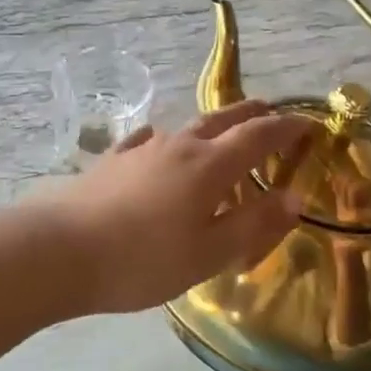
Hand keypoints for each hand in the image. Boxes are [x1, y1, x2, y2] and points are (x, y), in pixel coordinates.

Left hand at [46, 100, 311, 314]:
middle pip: (222, 120)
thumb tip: (294, 196)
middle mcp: (179, 146)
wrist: (62, 249)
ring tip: (221, 131)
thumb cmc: (145, 259)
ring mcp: (142, 149)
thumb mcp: (209, 253)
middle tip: (270, 110)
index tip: (309, 124)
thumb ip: (253, 223)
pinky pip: (147, 140)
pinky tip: (156, 140)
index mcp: (210, 166)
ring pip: (186, 128)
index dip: (287, 128)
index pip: (258, 137)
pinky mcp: (112, 160)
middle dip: (251, 114)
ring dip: (211, 126)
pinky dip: (164, 139)